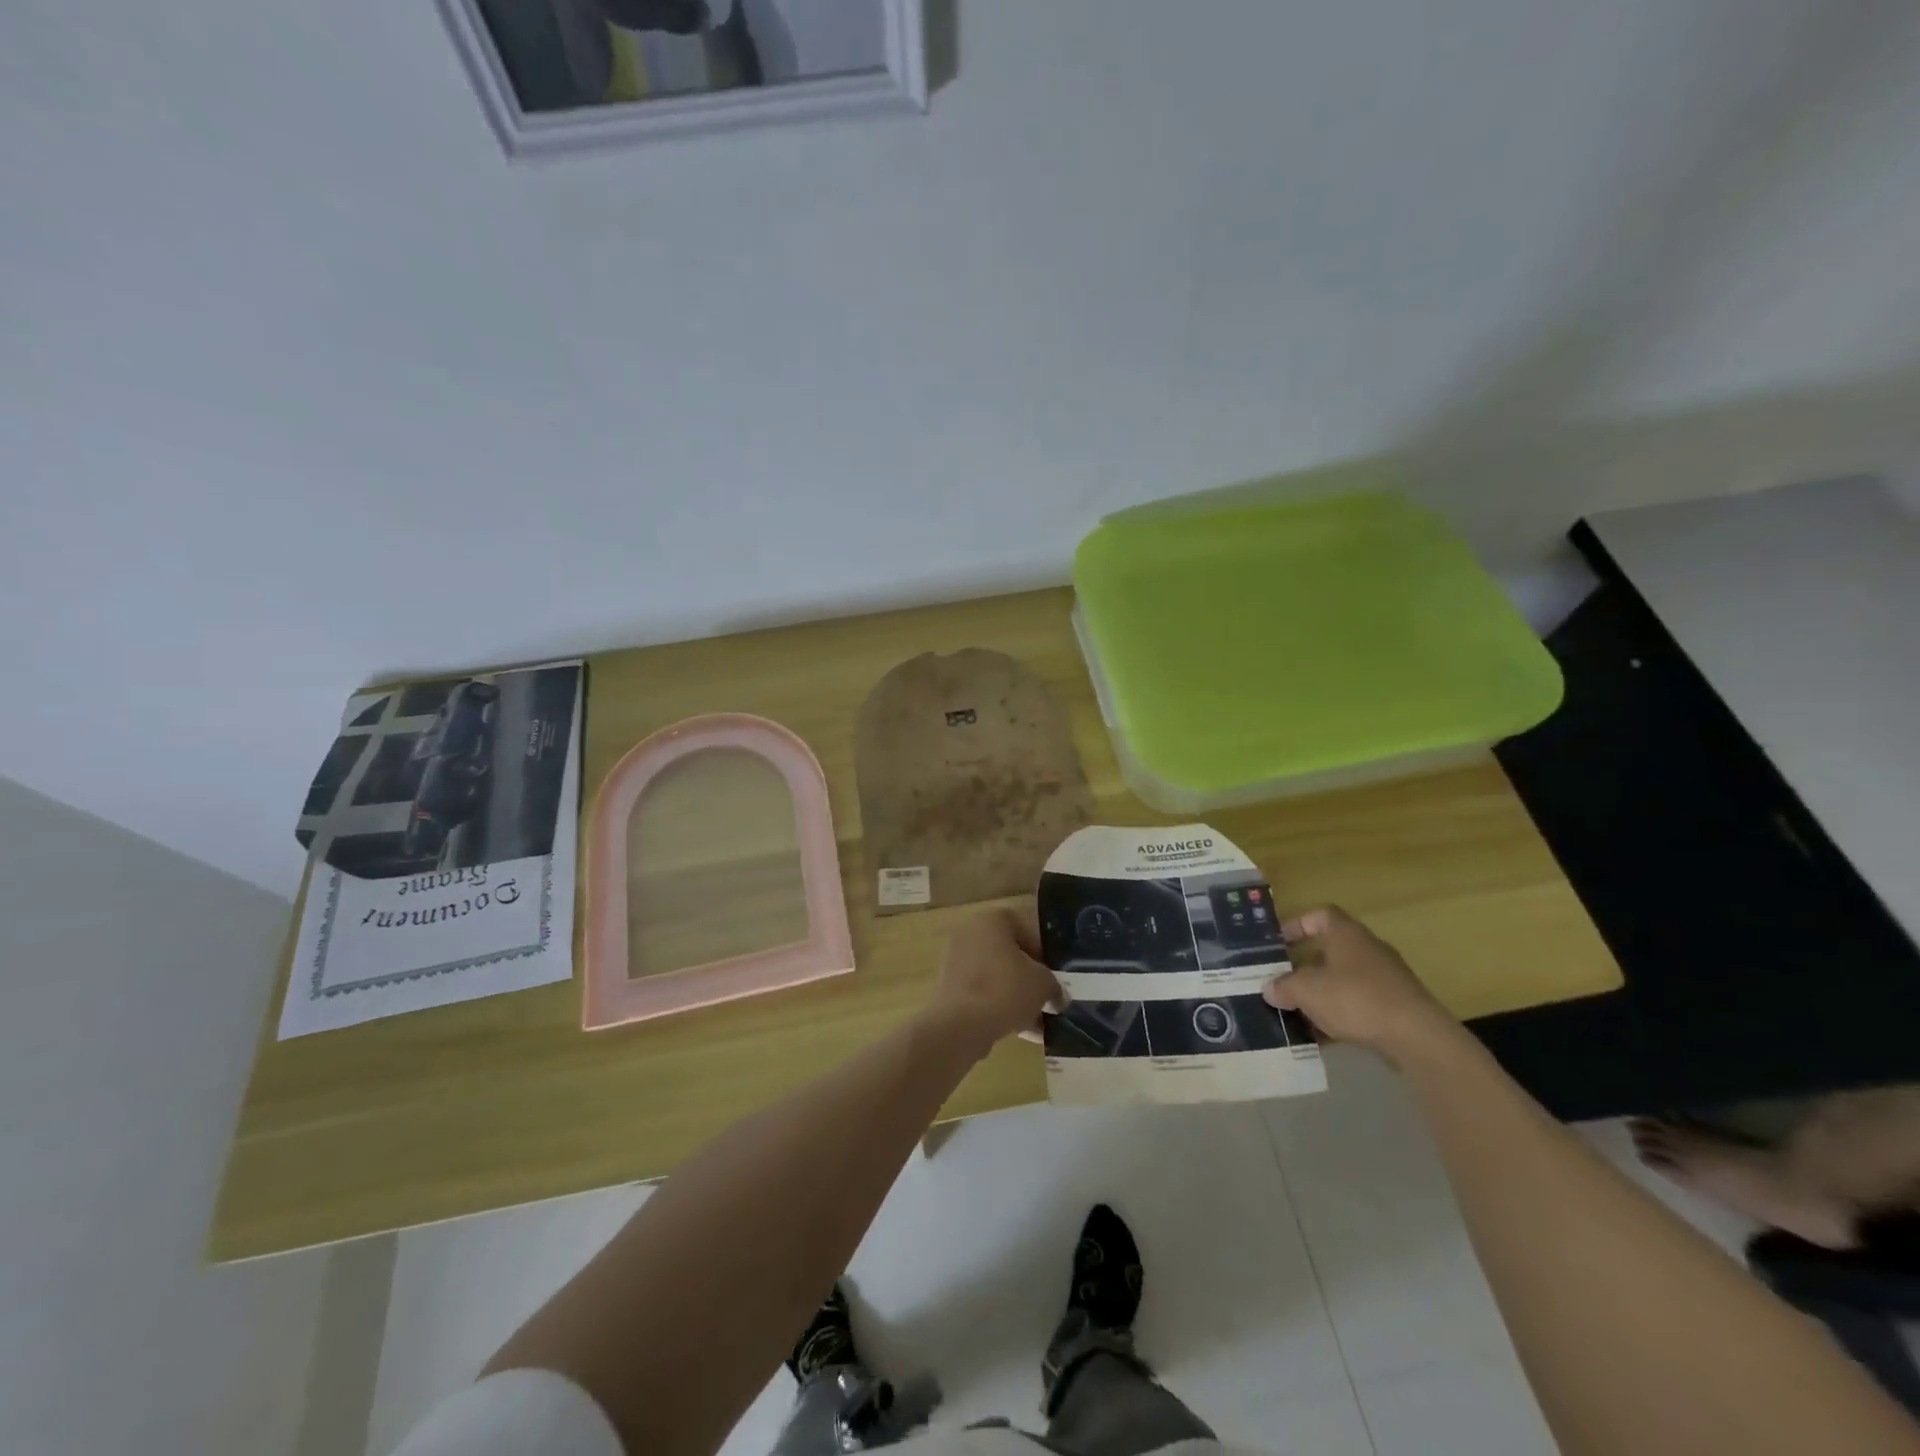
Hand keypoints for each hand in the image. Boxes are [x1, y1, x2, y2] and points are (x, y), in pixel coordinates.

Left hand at [928, 903, 1064, 1055]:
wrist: (960, 1026)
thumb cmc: (1005, 989)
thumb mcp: (1043, 984)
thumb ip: (1054, 985)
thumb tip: (1058, 996)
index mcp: (992, 920)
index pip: (1027, 928)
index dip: (1046, 952)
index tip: (1057, 974)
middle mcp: (971, 934)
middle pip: (1011, 954)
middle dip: (1032, 978)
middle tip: (1049, 997)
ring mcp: (957, 962)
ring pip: (998, 977)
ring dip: (1019, 997)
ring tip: (1041, 1022)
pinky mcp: (951, 989)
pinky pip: (984, 994)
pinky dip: (1002, 1008)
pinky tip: (1024, 1032)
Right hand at [1263, 906, 1458, 1062]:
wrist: (1418, 1038)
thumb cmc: (1355, 999)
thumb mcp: (1306, 990)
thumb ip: (1283, 986)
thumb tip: (1270, 989)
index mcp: (1346, 933)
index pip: (1318, 915)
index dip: (1296, 925)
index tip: (1278, 944)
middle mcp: (1367, 948)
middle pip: (1329, 950)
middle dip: (1304, 966)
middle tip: (1282, 982)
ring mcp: (1385, 978)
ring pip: (1343, 979)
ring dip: (1321, 993)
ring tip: (1298, 1012)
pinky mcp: (1396, 1006)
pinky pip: (1359, 1003)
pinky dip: (1340, 1014)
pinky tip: (1325, 1035)